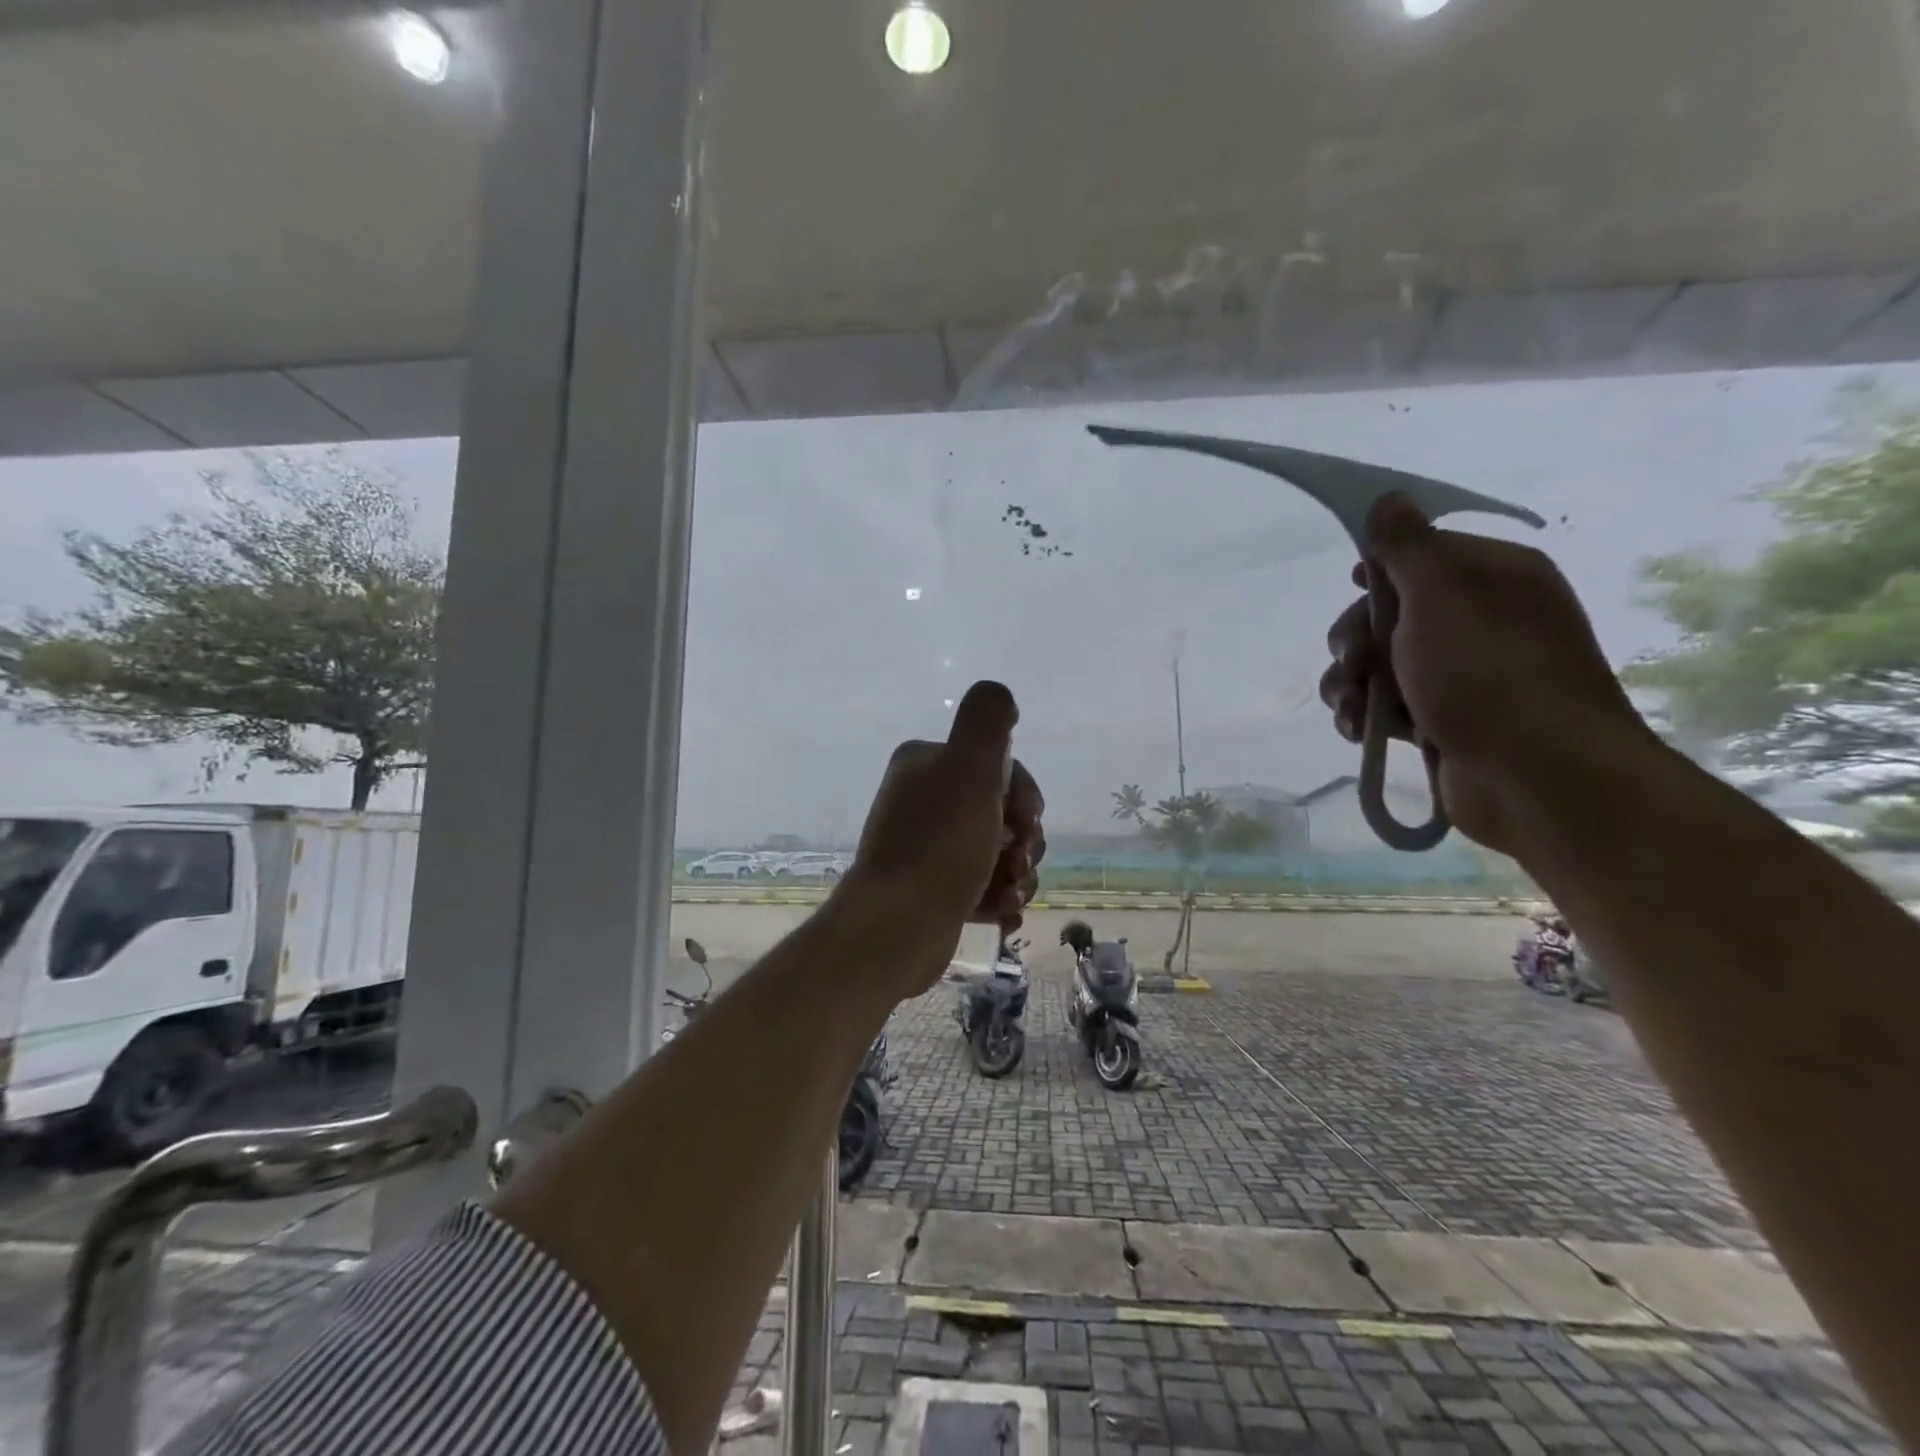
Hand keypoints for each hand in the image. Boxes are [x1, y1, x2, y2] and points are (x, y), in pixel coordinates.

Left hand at [836, 681, 1046, 997]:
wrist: (896, 928)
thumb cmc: (939, 845)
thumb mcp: (971, 768)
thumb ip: (988, 721)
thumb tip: (998, 695)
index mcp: (926, 764)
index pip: (997, 766)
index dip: (1025, 794)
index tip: (1028, 820)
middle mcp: (923, 800)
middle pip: (1002, 810)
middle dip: (1024, 839)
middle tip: (1019, 861)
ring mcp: (927, 847)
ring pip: (998, 851)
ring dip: (1018, 873)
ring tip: (1009, 894)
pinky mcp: (933, 889)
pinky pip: (983, 885)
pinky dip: (999, 898)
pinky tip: (1002, 912)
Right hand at [1318, 494, 1653, 854]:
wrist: (1539, 778)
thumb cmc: (1489, 673)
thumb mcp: (1441, 594)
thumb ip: (1406, 546)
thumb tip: (1388, 497)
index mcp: (1493, 577)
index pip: (1421, 555)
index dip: (1380, 570)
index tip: (1353, 584)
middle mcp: (1480, 621)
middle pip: (1389, 614)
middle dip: (1355, 638)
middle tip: (1352, 661)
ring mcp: (1463, 675)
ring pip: (1380, 664)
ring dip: (1350, 683)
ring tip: (1349, 708)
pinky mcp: (1445, 721)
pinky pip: (1388, 705)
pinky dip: (1366, 715)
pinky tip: (1357, 730)